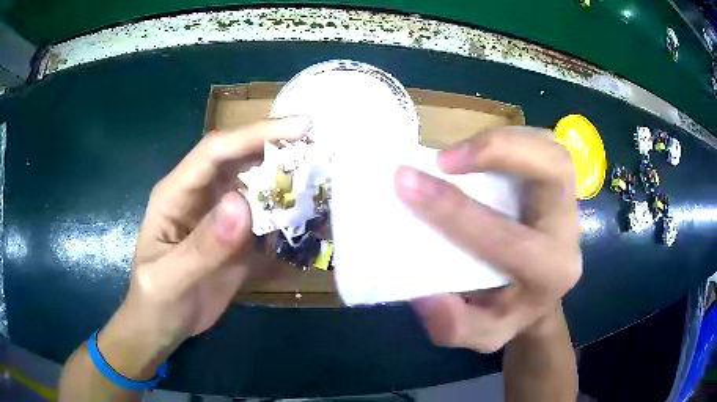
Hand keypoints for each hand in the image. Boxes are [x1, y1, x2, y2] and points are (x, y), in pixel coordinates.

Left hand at [97, 118, 310, 377]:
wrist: (164, 326)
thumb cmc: (156, 301)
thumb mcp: (169, 279)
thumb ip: (202, 247)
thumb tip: (242, 204)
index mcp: (176, 193)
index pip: (216, 150)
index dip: (256, 134)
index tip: (301, 127)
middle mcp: (202, 195)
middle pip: (242, 159)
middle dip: (281, 149)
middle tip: (325, 148)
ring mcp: (222, 216)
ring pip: (259, 186)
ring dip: (290, 180)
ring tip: (327, 179)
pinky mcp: (238, 237)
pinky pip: (267, 218)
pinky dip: (290, 215)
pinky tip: (314, 218)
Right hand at [394, 126, 581, 352]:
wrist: (539, 297)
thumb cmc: (509, 313)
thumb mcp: (480, 336)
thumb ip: (453, 326)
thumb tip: (424, 294)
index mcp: (549, 273)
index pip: (504, 238)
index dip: (452, 209)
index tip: (405, 182)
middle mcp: (568, 232)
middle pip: (554, 171)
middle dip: (500, 151)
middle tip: (446, 159)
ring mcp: (568, 201)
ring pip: (551, 149)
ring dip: (505, 140)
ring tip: (460, 153)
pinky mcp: (561, 184)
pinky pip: (544, 145)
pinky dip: (513, 138)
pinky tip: (485, 152)